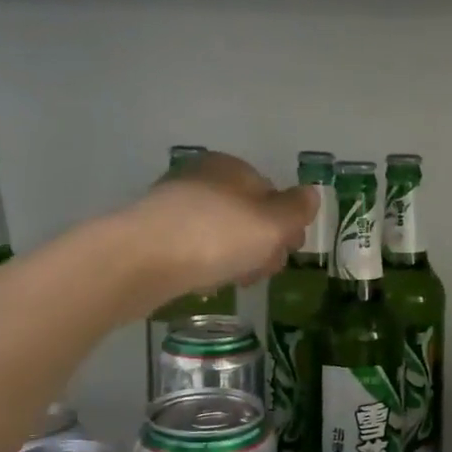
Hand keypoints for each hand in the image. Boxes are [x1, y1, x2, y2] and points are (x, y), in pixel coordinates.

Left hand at [126, 151, 315, 298]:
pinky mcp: (152, 233)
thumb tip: (311, 194)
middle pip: (245, 214)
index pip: (271, 193)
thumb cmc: (216, 237)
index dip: (285, 225)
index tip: (287, 254)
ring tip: (234, 282)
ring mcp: (172, 205)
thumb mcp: (272, 223)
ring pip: (219, 233)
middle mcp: (201, 178)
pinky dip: (205, 264)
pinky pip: (193, 248)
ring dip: (234, 257)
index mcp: (231, 167)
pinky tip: (205, 283)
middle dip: (260, 245)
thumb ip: (296, 209)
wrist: (141, 260)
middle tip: (261, 272)